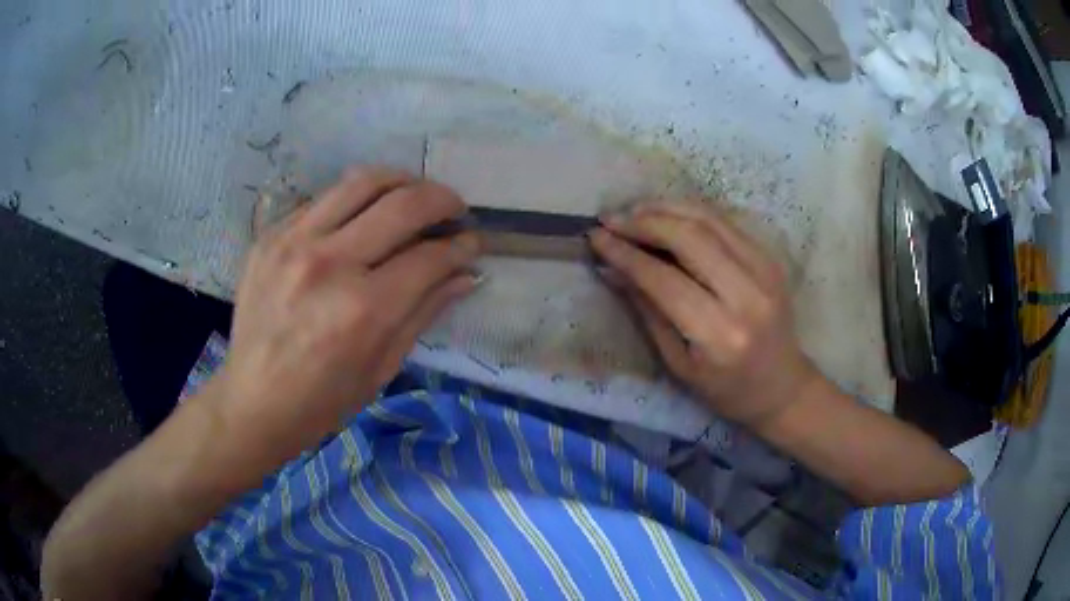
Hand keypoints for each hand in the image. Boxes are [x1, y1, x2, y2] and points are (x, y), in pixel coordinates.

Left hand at [206, 167, 480, 470]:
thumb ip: (424, 311)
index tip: (473, 243)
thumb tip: (465, 274)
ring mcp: (294, 242)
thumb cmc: (323, 400)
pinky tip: (362, 219)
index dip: (462, 246)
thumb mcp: (383, 366)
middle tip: (454, 210)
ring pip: (363, 182)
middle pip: (403, 203)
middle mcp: (330, 263)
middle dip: (443, 200)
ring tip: (414, 196)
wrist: (253, 400)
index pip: (430, 256)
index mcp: (363, 309)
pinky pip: (324, 199)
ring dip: (401, 181)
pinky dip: (355, 201)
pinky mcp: (271, 236)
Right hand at [590, 201, 818, 428]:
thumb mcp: (678, 363)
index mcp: (719, 334)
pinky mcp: (770, 259)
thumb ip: (647, 311)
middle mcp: (746, 296)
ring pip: (709, 220)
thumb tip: (611, 269)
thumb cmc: (725, 389)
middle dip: (645, 222)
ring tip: (634, 211)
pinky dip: (691, 213)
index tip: (596, 237)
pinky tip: (667, 215)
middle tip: (612, 219)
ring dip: (666, 209)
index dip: (626, 254)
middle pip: (690, 238)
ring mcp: (765, 271)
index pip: (664, 280)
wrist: (782, 386)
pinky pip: (725, 223)